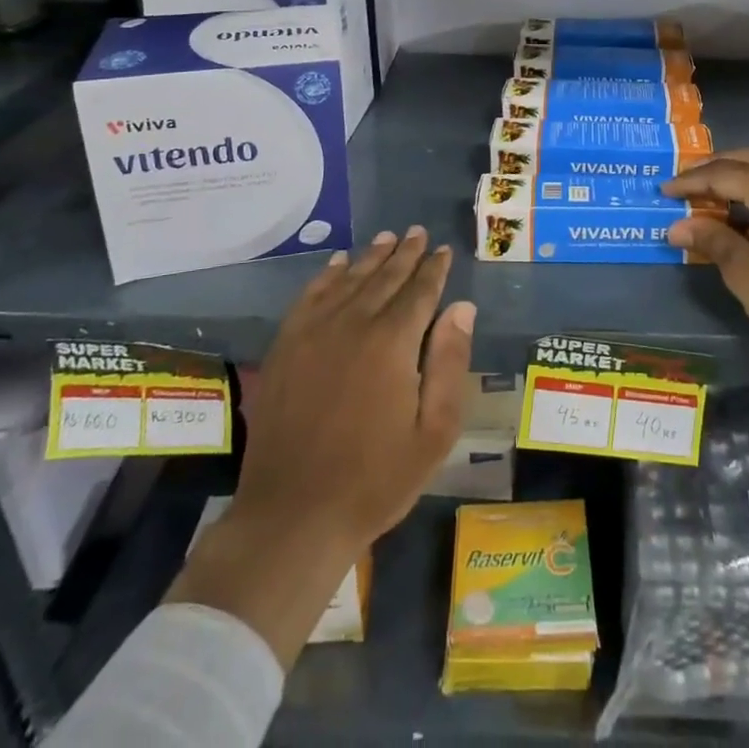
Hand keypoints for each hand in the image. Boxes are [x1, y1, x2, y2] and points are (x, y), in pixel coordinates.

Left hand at [169, 227, 474, 666]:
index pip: (420, 291)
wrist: (293, 515)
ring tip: (386, 238)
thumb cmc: (376, 479)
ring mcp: (314, 333)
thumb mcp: (434, 431)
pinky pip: (310, 297)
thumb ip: (450, 362)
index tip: (444, 250)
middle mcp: (353, 324)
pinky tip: (337, 264)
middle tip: (417, 232)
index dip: (434, 269)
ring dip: (370, 257)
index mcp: (392, 342)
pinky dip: (326, 276)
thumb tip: (462, 307)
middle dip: (405, 253)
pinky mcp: (286, 347)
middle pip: (384, 278)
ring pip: (349, 280)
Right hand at [663, 150, 748, 463]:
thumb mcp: (745, 273)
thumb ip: (711, 239)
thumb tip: (677, 226)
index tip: (664, 191)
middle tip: (684, 185)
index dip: (691, 181)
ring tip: (708, 196)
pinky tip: (744, 211)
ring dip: (739, 178)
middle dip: (714, 170)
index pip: (725, 173)